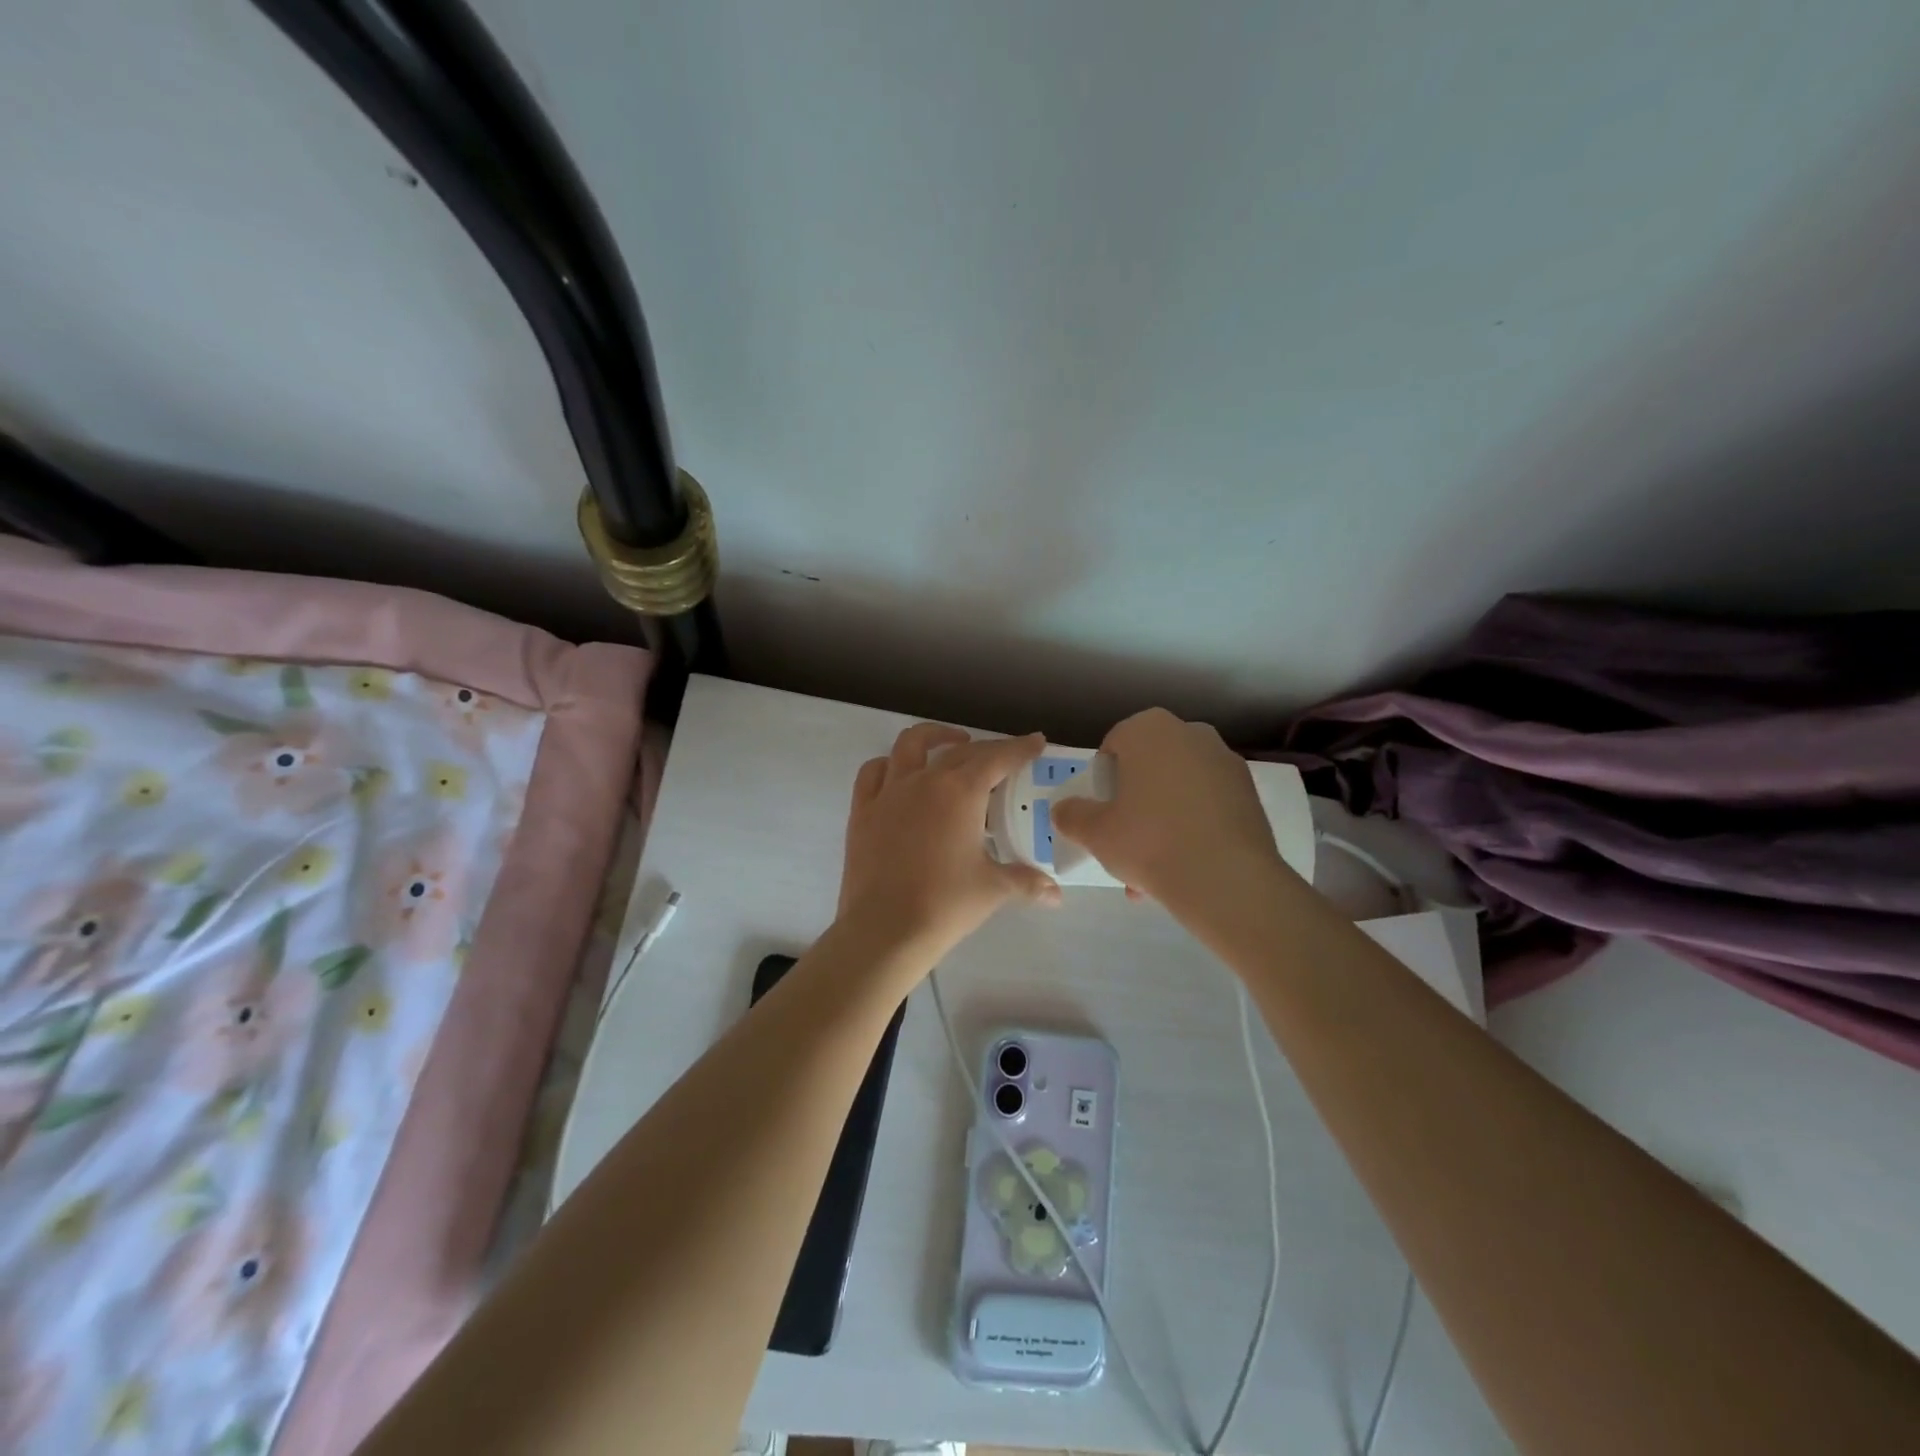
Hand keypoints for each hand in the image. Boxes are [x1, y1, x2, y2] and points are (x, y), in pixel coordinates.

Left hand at [838, 724, 1061, 966]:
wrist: (885, 929)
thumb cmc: (945, 904)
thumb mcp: (993, 889)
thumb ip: (1026, 882)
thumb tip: (1056, 894)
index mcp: (961, 792)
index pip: (997, 758)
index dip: (1020, 748)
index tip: (1036, 741)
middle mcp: (924, 780)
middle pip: (960, 751)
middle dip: (987, 748)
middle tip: (1004, 758)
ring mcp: (889, 792)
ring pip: (910, 745)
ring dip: (934, 737)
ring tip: (951, 744)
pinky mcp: (863, 811)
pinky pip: (874, 773)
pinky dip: (890, 765)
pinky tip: (900, 774)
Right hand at [1050, 708, 1284, 914]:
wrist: (1227, 878)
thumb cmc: (1149, 841)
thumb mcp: (1095, 832)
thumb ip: (1072, 815)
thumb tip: (1064, 810)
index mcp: (1149, 729)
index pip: (1113, 745)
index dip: (1101, 782)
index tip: (1101, 814)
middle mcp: (1190, 733)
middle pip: (1149, 767)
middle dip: (1134, 803)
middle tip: (1124, 842)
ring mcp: (1225, 761)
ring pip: (1178, 790)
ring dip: (1162, 821)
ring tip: (1152, 870)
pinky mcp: (1250, 792)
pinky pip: (1207, 805)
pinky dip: (1193, 827)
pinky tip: (1184, 866)